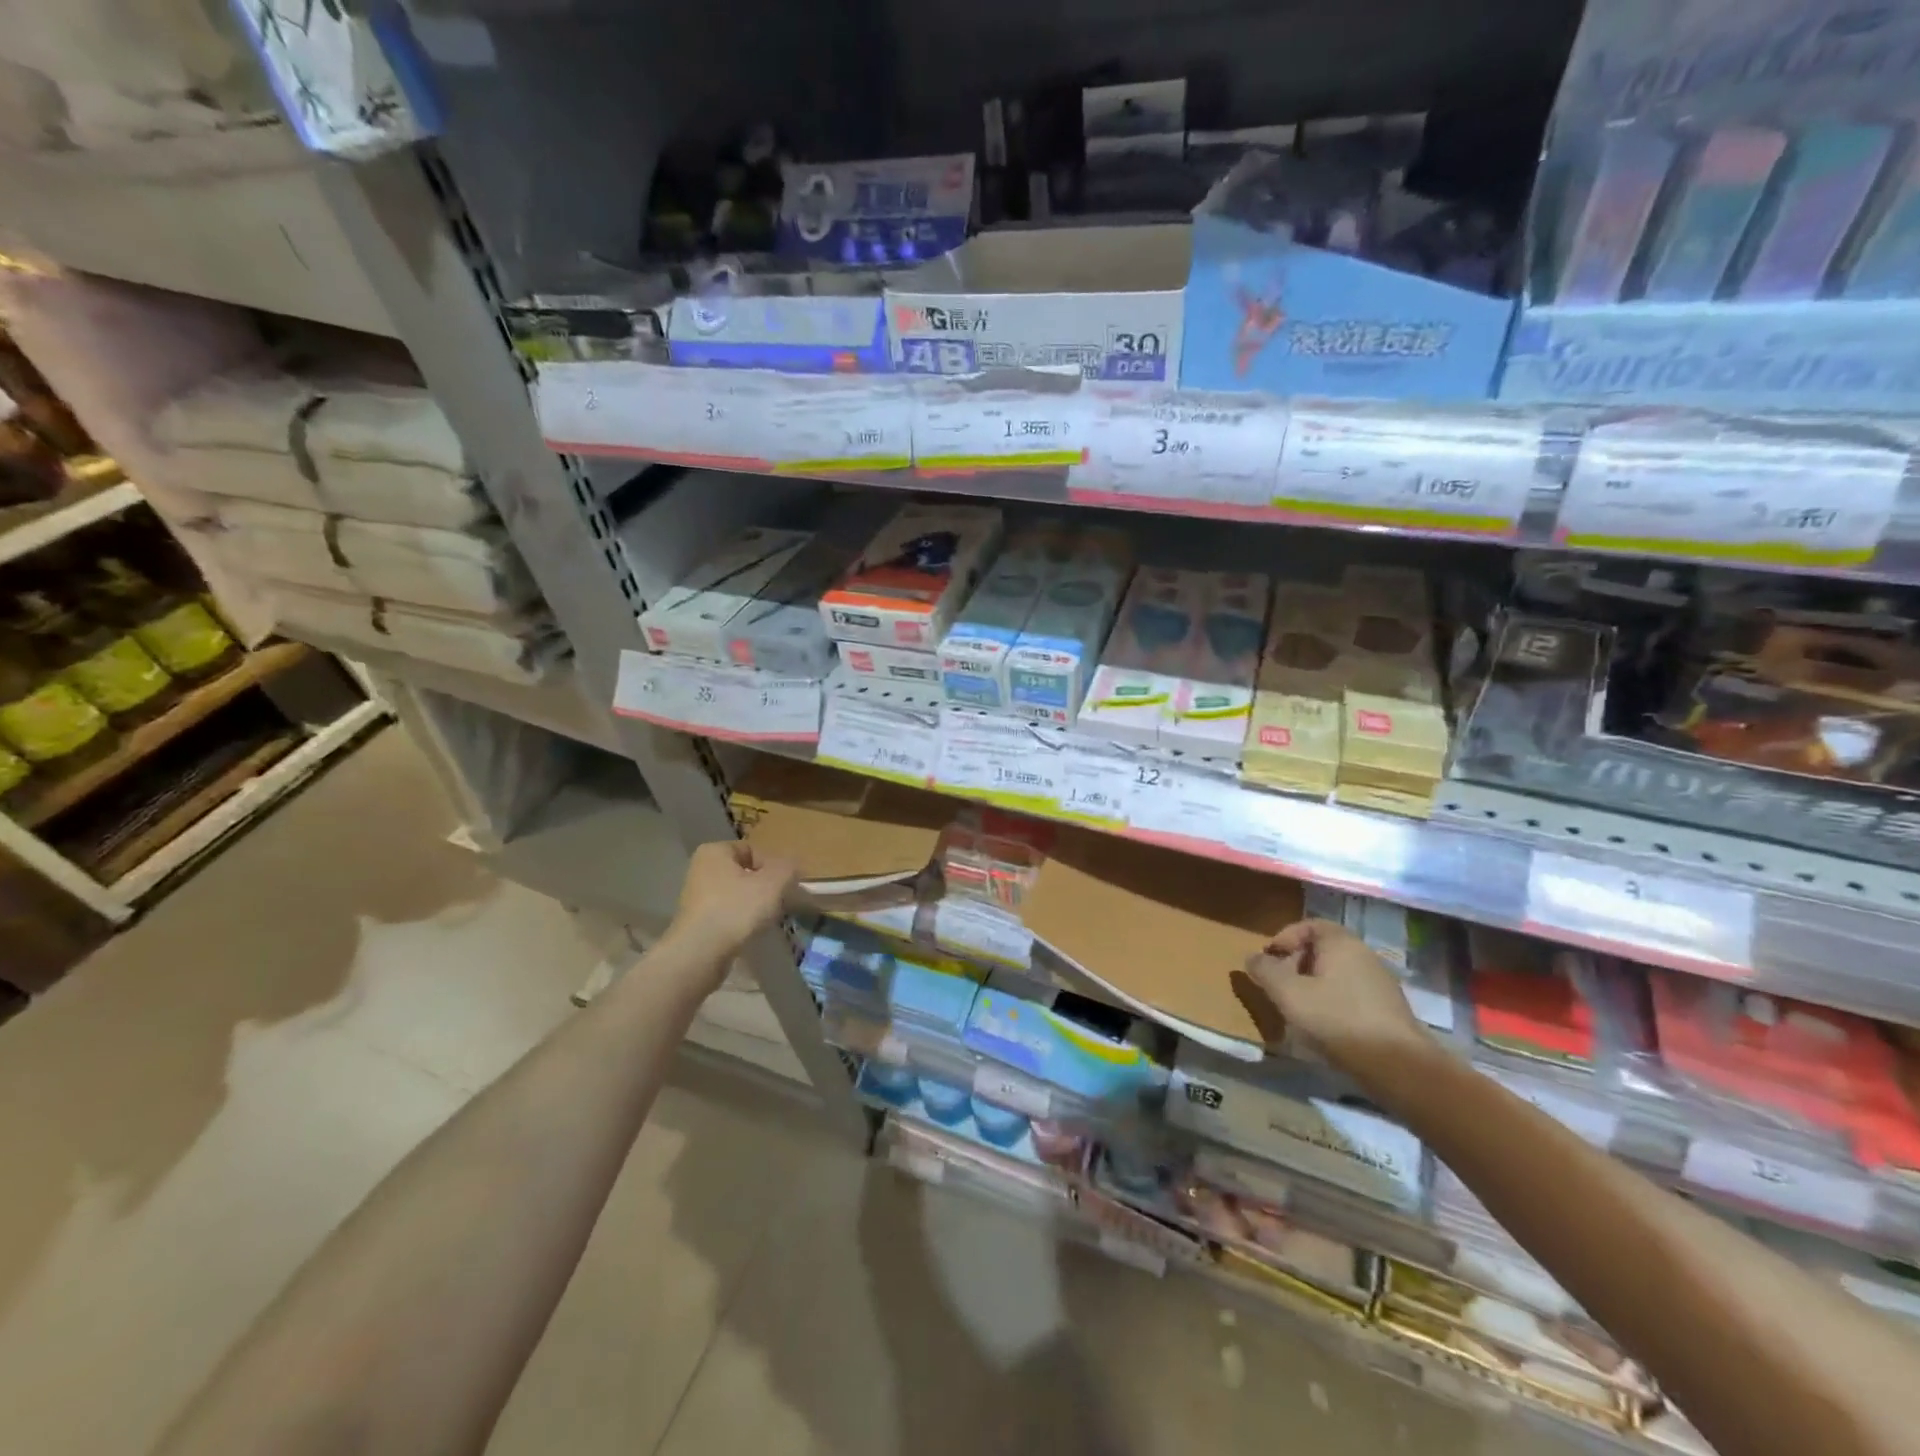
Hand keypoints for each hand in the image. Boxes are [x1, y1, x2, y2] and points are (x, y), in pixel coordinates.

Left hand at [671, 840, 798, 959]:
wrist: (700, 954)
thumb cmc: (736, 909)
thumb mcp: (773, 883)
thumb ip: (788, 868)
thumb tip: (792, 867)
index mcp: (714, 851)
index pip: (753, 850)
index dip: (774, 867)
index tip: (786, 886)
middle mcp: (701, 869)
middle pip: (746, 873)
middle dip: (765, 887)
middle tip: (780, 902)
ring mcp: (696, 896)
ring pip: (738, 894)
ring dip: (755, 905)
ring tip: (767, 919)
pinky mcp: (696, 921)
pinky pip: (728, 913)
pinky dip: (741, 920)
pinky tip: (750, 932)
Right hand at [1242, 919, 1429, 1074]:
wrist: (1398, 1066)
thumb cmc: (1337, 1019)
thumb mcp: (1289, 993)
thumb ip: (1265, 971)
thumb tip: (1252, 958)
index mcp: (1341, 943)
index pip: (1309, 925)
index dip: (1284, 938)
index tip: (1269, 960)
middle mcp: (1364, 955)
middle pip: (1322, 950)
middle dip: (1296, 964)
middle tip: (1280, 985)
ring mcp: (1380, 983)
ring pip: (1336, 974)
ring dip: (1313, 986)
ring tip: (1298, 1009)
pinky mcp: (1388, 1010)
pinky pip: (1351, 995)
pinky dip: (1332, 1003)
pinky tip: (1324, 1027)